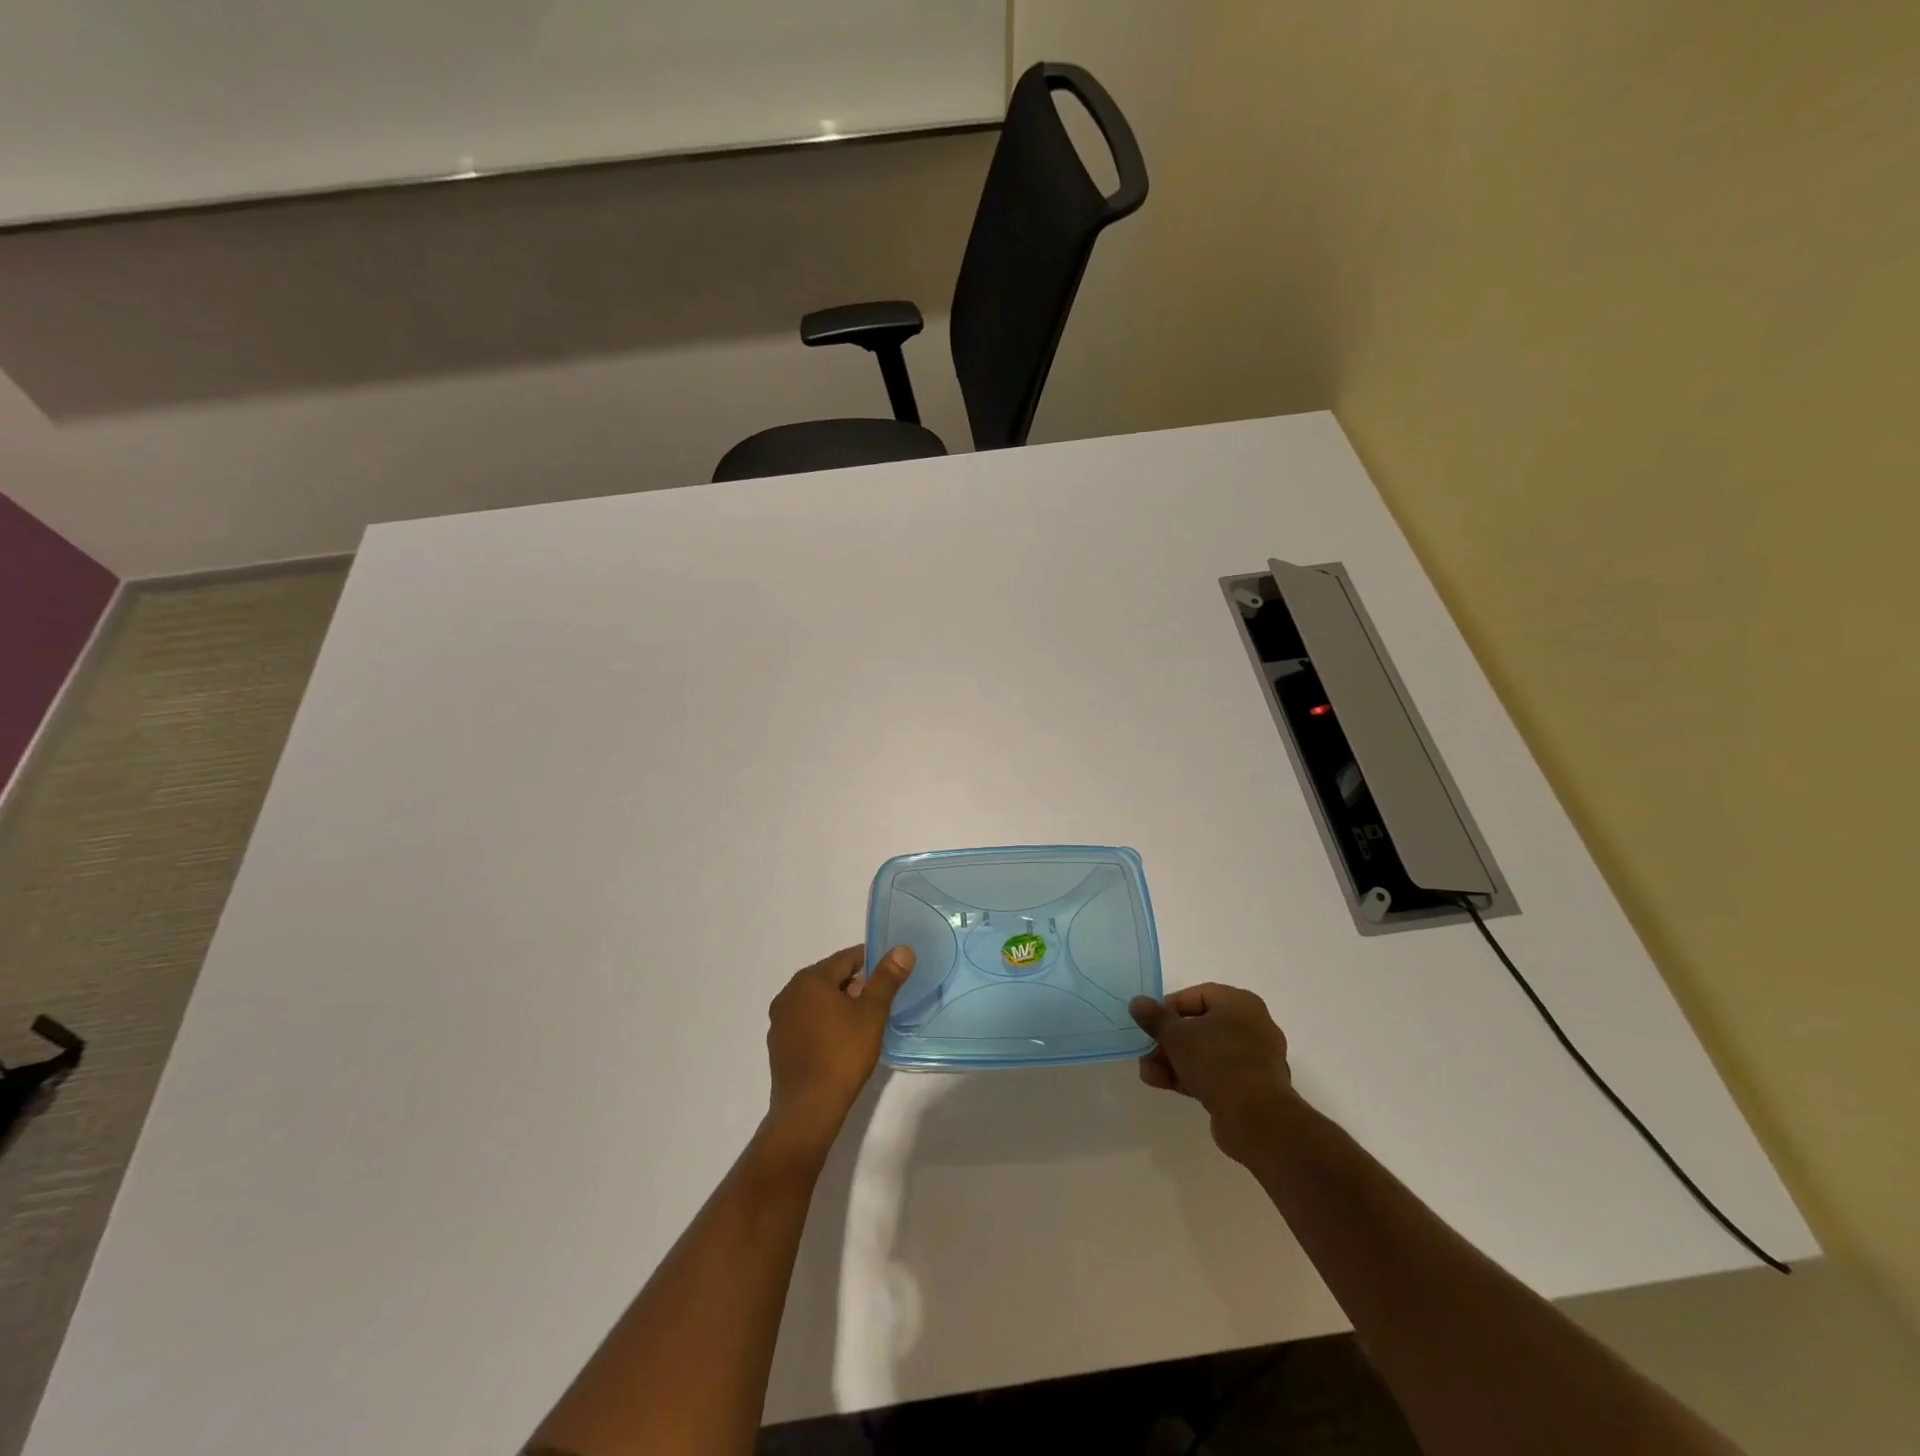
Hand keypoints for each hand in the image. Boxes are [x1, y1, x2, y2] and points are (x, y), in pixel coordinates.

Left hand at [763, 944, 914, 1152]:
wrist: (808, 1108)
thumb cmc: (843, 1053)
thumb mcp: (872, 1013)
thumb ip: (886, 978)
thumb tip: (902, 949)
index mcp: (810, 979)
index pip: (846, 958)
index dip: (870, 961)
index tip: (889, 972)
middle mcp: (789, 993)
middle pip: (829, 977)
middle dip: (854, 984)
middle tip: (879, 999)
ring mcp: (780, 1020)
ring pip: (816, 1000)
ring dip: (837, 1003)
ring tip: (862, 1021)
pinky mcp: (778, 1044)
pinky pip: (805, 1021)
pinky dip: (823, 1022)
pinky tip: (838, 1040)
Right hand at [1129, 983, 1297, 1164]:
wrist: (1256, 1119)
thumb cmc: (1217, 1062)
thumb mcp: (1177, 1036)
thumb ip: (1155, 1017)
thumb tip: (1137, 1002)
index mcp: (1240, 1003)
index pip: (1196, 996)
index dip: (1168, 1008)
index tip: (1149, 1024)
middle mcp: (1252, 1025)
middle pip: (1200, 1026)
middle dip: (1168, 1042)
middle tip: (1146, 1053)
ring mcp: (1255, 1058)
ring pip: (1206, 1052)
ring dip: (1174, 1061)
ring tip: (1149, 1074)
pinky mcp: (1252, 1086)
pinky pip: (1217, 1073)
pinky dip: (1192, 1076)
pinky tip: (1166, 1085)